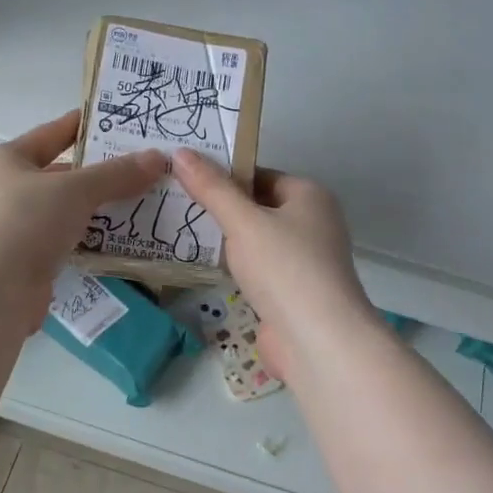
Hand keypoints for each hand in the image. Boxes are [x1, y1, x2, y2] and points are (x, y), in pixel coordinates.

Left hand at [0, 111, 164, 328]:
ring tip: (144, 203)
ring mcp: (16, 229)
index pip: (52, 134)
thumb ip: (116, 174)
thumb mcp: (74, 190)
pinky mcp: (28, 263)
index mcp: (8, 161)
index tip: (119, 120)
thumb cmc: (25, 223)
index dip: (84, 125)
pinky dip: (92, 242)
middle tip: (145, 168)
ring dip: (100, 210)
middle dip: (102, 174)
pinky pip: (68, 244)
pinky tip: (124, 241)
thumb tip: (157, 157)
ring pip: (67, 213)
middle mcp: (8, 191)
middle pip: (62, 176)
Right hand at [170, 149, 375, 381]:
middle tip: (174, 204)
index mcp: (309, 196)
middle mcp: (312, 223)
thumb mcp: (243, 222)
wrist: (317, 340)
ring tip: (180, 232)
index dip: (224, 176)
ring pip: (256, 242)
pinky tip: (203, 268)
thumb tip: (180, 152)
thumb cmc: (284, 268)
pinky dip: (234, 268)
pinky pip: (257, 270)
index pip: (260, 175)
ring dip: (226, 242)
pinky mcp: (293, 293)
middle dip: (221, 209)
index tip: (184, 178)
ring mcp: (304, 261)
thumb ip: (211, 189)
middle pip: (258, 207)